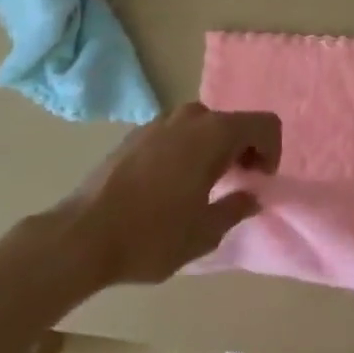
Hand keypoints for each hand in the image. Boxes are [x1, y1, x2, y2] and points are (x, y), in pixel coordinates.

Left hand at [62, 103, 281, 288]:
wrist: (81, 236)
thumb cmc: (152, 235)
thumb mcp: (205, 233)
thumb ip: (237, 208)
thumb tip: (252, 196)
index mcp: (215, 132)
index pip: (265, 124)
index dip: (272, 151)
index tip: (258, 182)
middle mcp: (192, 116)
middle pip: (235, 122)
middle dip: (244, 150)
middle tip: (236, 186)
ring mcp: (161, 121)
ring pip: (205, 126)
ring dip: (215, 149)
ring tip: (203, 187)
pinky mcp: (137, 132)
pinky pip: (178, 133)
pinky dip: (188, 150)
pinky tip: (170, 185)